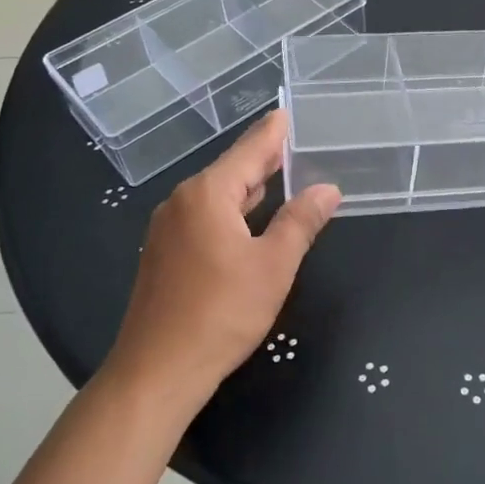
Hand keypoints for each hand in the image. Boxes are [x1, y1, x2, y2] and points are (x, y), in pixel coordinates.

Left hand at [103, 111, 340, 410]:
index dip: (272, 132)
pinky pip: (203, 215)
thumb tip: (327, 189)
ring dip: (247, 185)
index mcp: (208, 194)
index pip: (249, 151)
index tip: (286, 111)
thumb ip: (301, 221)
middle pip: (230, 169)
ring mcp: (167, 228)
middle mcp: (182, 201)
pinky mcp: (162, 253)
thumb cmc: (221, 314)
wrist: (157, 371)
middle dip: (262, 157)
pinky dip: (230, 208)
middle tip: (292, 141)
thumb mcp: (273, 266)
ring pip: (216, 194)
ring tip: (277, 172)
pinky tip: (247, 216)